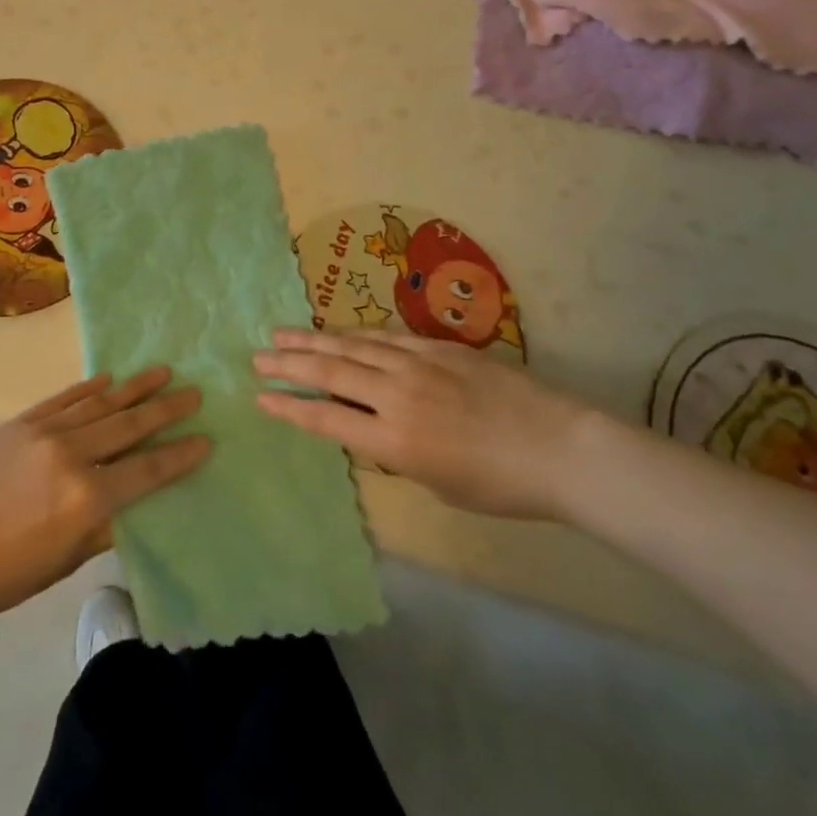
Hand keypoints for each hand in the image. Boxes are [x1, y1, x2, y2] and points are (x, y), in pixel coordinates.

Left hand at [0, 368, 208, 626]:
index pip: (146, 471)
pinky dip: (89, 388)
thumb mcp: (65, 561)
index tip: (205, 439)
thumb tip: (134, 502)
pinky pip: (64, 399)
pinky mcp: (21, 422)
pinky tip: (110, 379)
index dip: (179, 456)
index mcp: (86, 499)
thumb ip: (105, 526)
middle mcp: (72, 456)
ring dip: (135, 388)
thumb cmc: (6, 574)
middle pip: (129, 426)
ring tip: (163, 372)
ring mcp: (44, 432)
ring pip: (101, 403)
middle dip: (166, 410)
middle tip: (194, 393)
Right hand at [253, 329, 591, 519]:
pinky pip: (385, 336)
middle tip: (256, 357)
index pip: (327, 418)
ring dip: (312, 340)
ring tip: (281, 334)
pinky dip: (354, 333)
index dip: (289, 408)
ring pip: (352, 346)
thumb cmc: (502, 485)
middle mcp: (397, 395)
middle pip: (331, 373)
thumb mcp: (438, 482)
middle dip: (289, 365)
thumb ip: (396, 452)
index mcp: (395, 440)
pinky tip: (336, 330)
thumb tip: (371, 426)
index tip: (260, 397)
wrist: (560, 447)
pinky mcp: (437, 346)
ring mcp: (417, 363)